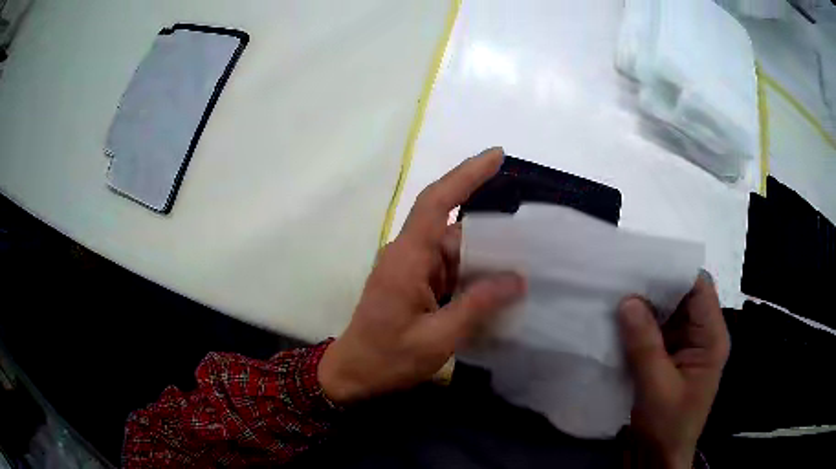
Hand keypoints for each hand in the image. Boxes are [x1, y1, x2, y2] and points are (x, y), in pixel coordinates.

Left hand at [319, 148, 525, 403]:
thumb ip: (478, 305)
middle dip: (492, 233)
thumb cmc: (388, 358)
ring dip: (485, 259)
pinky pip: (450, 269)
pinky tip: (498, 288)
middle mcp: (409, 254)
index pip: (437, 202)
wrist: (353, 375)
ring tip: (524, 266)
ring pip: (455, 251)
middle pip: (454, 229)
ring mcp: (411, 269)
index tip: (497, 155)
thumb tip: (517, 279)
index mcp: (408, 258)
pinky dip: (473, 276)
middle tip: (532, 239)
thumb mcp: (438, 337)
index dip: (466, 174)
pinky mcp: (414, 284)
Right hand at [618, 275, 729, 468]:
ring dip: (645, 307)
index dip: (675, 271)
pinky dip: (639, 326)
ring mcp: (685, 347)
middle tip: (622, 277)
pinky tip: (619, 321)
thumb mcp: (656, 388)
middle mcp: (701, 336)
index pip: (700, 288)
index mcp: (711, 338)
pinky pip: (656, 332)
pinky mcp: (669, 358)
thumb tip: (627, 300)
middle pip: (682, 297)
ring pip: (667, 313)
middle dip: (655, 287)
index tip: (643, 263)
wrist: (660, 458)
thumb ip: (644, 344)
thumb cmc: (667, 426)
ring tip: (616, 294)